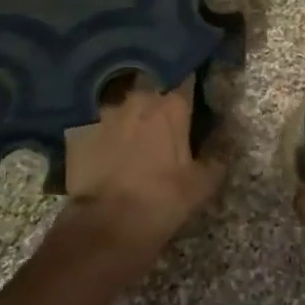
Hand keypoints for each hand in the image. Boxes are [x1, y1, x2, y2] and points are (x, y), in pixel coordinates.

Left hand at [62, 75, 224, 266]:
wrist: (105, 226)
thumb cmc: (161, 200)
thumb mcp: (201, 186)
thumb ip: (216, 159)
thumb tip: (225, 147)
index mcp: (171, 105)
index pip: (186, 78)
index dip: (192, 82)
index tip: (196, 90)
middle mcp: (138, 98)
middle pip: (152, 86)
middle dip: (159, 97)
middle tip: (166, 117)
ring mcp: (105, 113)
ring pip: (124, 104)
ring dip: (131, 115)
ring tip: (135, 134)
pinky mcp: (79, 131)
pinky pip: (99, 124)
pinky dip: (106, 133)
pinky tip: (109, 151)